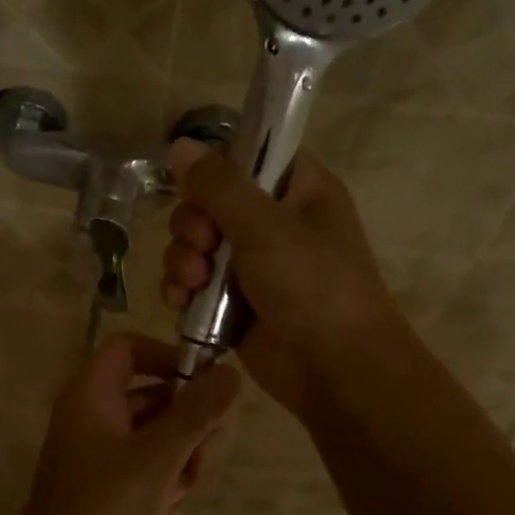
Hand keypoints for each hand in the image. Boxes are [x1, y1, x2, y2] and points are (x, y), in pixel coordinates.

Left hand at [5, 333, 240, 514]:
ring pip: (158, 436)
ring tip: (180, 491)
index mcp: (91, 396)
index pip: (129, 348)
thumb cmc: (105, 512)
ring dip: (181, 460)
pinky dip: (165, 485)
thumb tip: (230, 371)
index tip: (206, 383)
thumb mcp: (158, 458)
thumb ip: (196, 413)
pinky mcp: (110, 489)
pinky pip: (149, 469)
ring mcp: (100, 455)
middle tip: (201, 455)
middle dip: (187, 424)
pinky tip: (168, 513)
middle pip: (154, 395)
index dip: (168, 356)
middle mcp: (93, 418)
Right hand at [162, 139, 404, 418]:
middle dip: (193, 226)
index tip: (202, 190)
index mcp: (298, 190)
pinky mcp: (233, 303)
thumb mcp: (266, 227)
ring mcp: (252, 265)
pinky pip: (194, 284)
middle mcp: (274, 222)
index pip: (248, 156)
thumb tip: (180, 144)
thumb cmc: (313, 286)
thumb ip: (219, 186)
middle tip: (203, 246)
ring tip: (192, 284)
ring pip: (196, 245)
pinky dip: (183, 291)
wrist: (335, 369)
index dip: (217, 169)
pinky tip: (181, 303)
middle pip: (209, 203)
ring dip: (183, 261)